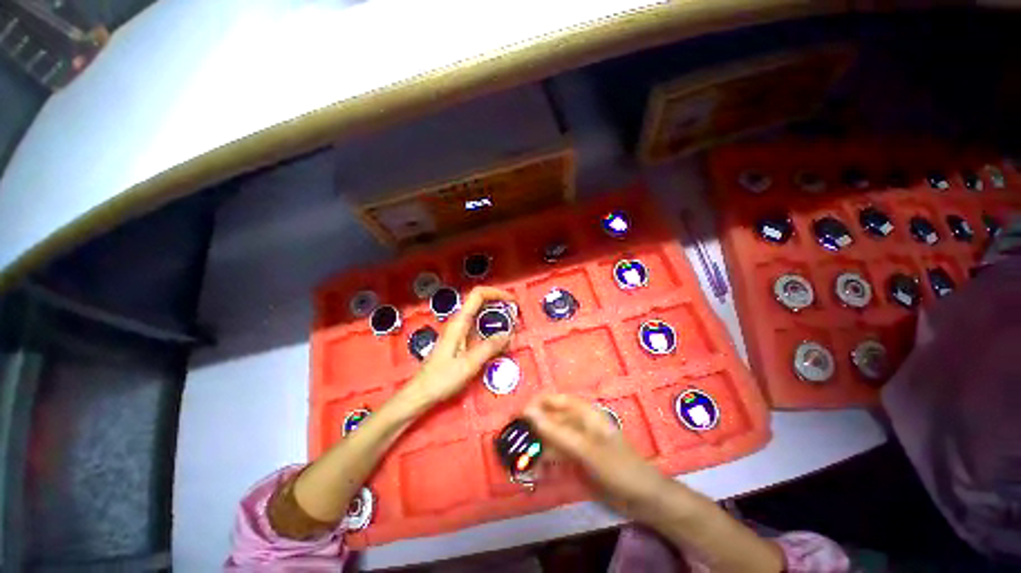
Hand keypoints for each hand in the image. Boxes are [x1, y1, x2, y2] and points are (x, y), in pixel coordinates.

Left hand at [406, 287, 514, 404]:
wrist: (422, 392)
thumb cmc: (442, 378)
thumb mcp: (469, 364)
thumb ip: (490, 347)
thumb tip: (509, 334)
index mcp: (460, 322)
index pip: (478, 294)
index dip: (497, 293)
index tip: (513, 302)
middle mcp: (459, 322)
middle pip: (482, 302)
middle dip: (501, 306)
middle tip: (516, 317)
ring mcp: (459, 331)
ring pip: (482, 316)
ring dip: (498, 319)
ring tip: (513, 331)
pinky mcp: (461, 341)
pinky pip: (479, 329)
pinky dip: (493, 331)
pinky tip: (501, 343)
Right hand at [524, 394, 669, 519]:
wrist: (643, 499)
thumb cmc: (618, 467)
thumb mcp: (585, 449)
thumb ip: (556, 431)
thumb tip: (528, 411)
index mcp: (583, 412)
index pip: (553, 399)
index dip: (534, 404)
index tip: (516, 416)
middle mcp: (578, 422)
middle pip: (549, 419)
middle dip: (532, 430)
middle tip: (513, 443)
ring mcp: (577, 441)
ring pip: (550, 438)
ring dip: (537, 449)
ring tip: (522, 463)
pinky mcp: (577, 458)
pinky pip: (556, 454)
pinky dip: (545, 461)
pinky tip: (536, 472)